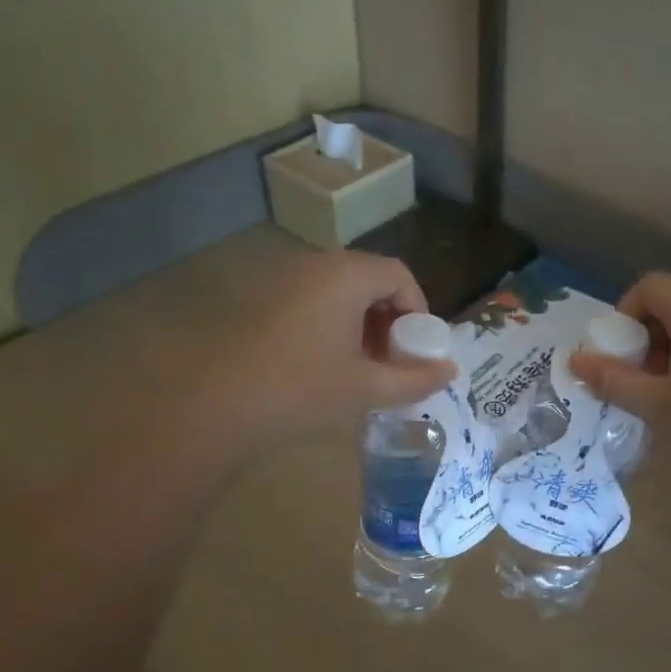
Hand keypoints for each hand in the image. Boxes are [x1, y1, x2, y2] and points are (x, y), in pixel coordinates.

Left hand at [197, 251, 455, 455]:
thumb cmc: (303, 389)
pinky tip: (328, 367)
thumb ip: (414, 378)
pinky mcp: (263, 303)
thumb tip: (450, 371)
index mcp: (346, 276)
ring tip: (364, 368)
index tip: (419, 348)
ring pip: (340, 293)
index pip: (398, 274)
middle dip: (390, 319)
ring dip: (362, 325)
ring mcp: (284, 282)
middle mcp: (315, 266)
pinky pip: (313, 303)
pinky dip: (333, 327)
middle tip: (394, 361)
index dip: (418, 309)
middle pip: (369, 280)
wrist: (220, 405)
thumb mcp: (366, 387)